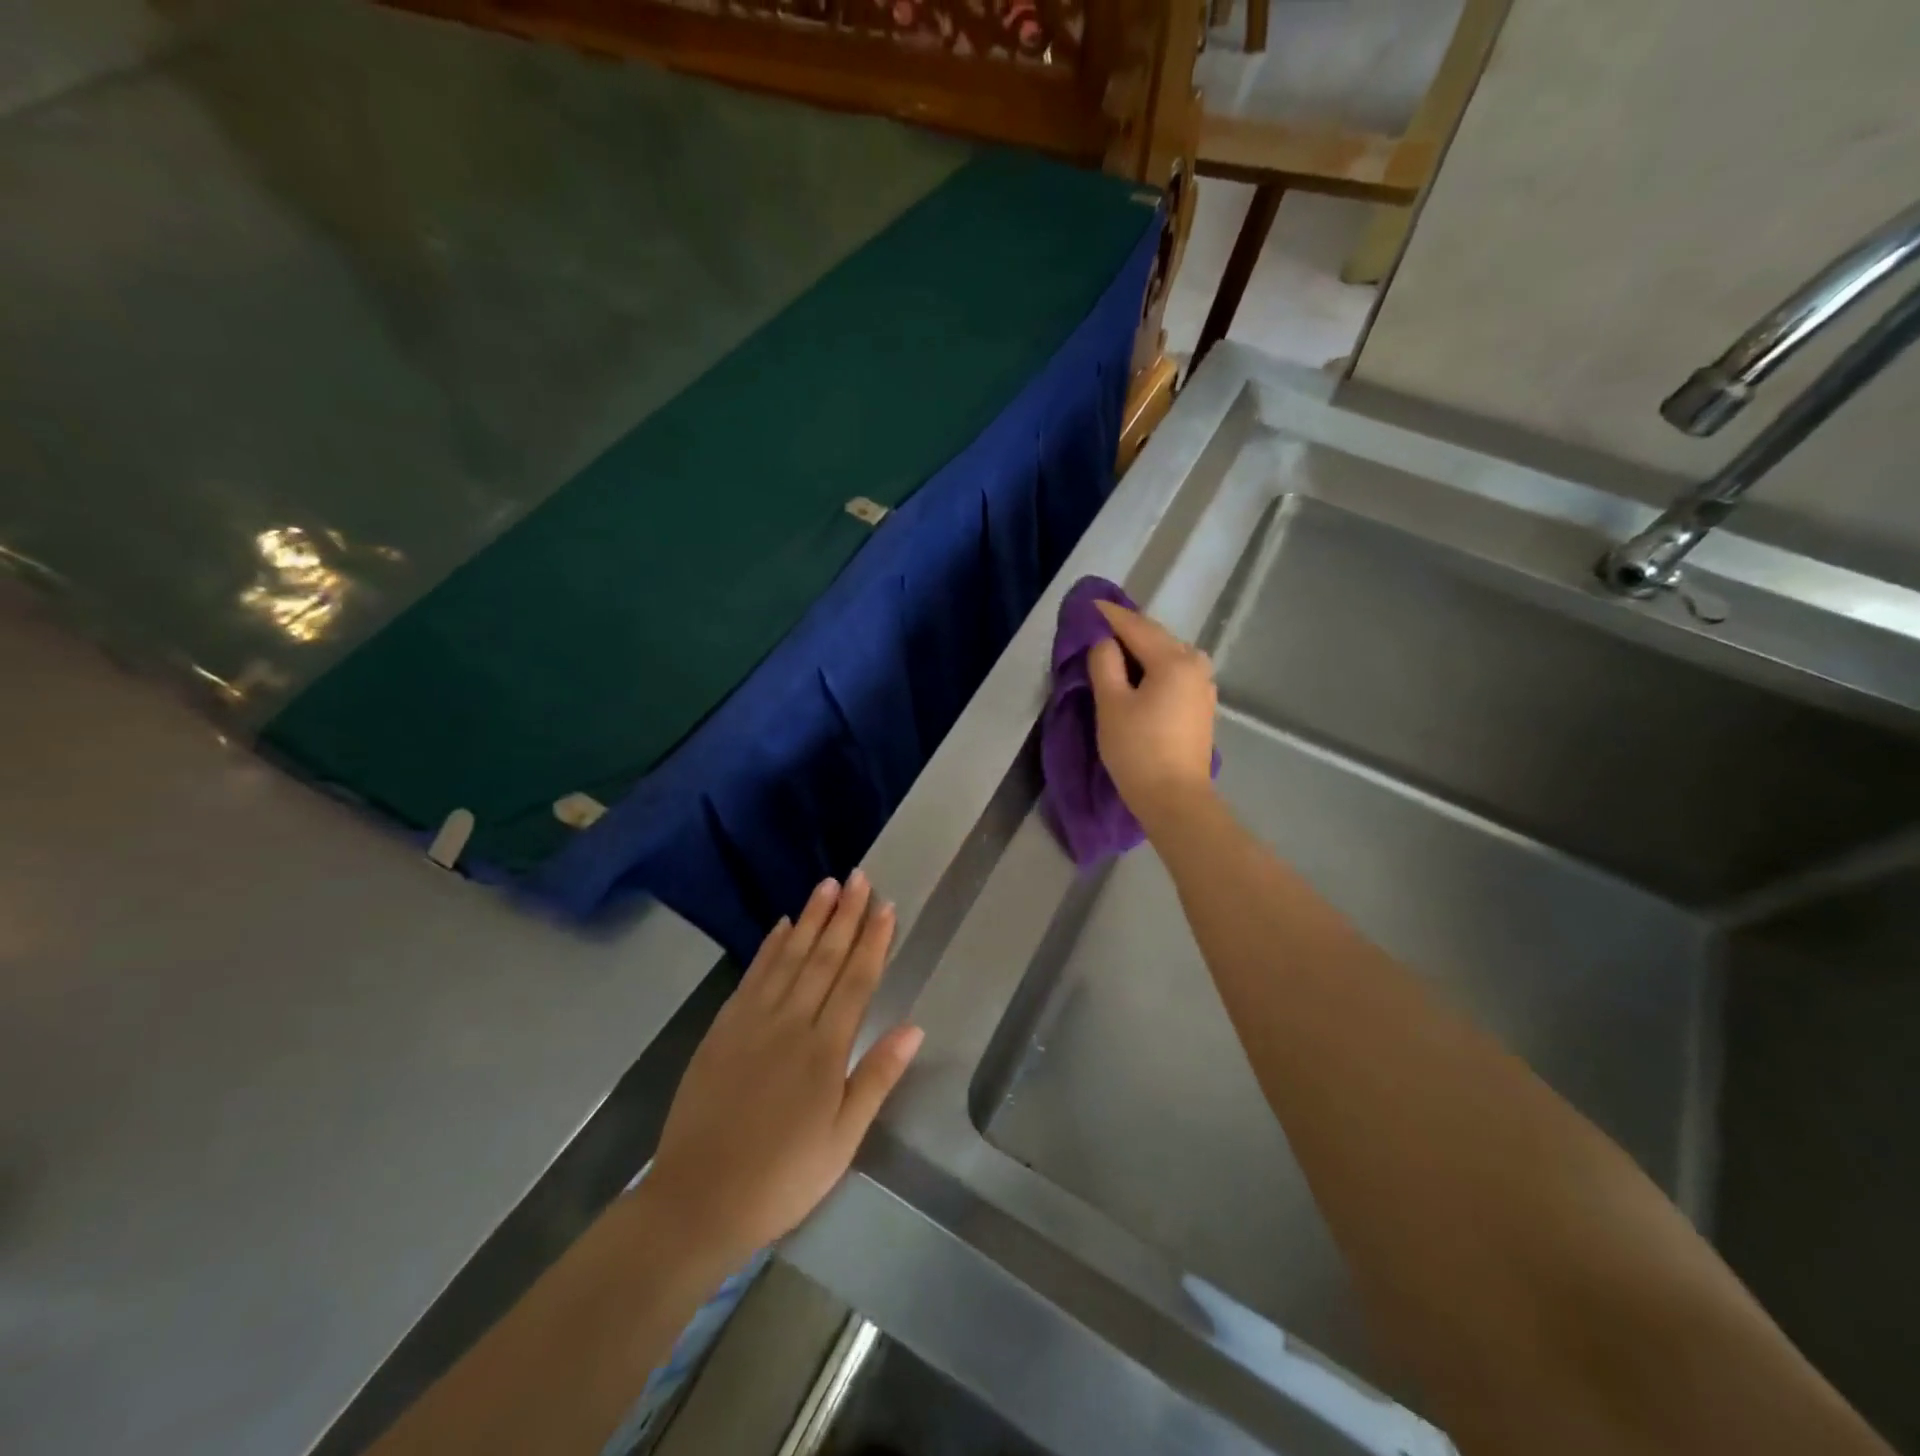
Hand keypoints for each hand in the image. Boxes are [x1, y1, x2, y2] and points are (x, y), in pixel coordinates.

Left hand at [644, 871, 922, 1269]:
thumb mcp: (842, 1140)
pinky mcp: (723, 1028)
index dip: (873, 941)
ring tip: (828, 885)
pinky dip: (770, 947)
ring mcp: (752, 1021)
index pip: (856, 981)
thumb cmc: (782, 1177)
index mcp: (824, 1050)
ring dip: (811, 919)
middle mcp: (790, 1023)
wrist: (697, 1200)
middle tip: (860, 877)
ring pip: (789, 957)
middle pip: (824, 958)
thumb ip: (876, 1078)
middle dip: (846, 915)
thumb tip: (914, 1027)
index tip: (887, 906)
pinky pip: (753, 976)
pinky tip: (782, 925)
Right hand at [1089, 601, 1218, 827]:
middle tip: (1096, 625)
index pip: (1134, 625)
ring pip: (1166, 654)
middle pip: (1155, 636)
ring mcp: (1203, 684)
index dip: (1108, 614)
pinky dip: (1153, 667)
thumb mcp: (1111, 704)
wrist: (1175, 800)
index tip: (1087, 603)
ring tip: (1113, 649)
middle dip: (1125, 629)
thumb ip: (1105, 663)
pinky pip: (1174, 672)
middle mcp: (1195, 663)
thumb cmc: (1138, 750)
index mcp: (1174, 659)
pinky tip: (1137, 674)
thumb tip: (1105, 642)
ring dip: (1140, 649)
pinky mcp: (1201, 704)